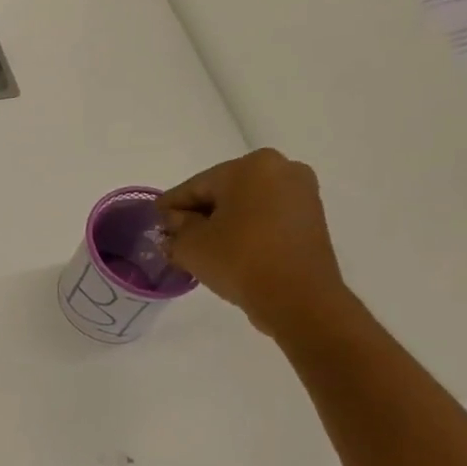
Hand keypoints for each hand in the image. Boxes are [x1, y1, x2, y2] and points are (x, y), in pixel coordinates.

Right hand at [156, 148, 349, 337]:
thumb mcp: (190, 245)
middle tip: (176, 239)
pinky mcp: (312, 217)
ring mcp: (302, 193)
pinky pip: (266, 217)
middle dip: (199, 215)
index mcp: (250, 166)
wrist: (299, 299)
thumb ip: (175, 227)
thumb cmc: (239, 261)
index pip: (195, 186)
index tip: (154, 222)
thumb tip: (176, 222)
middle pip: (223, 191)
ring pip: (246, 205)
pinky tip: (229, 251)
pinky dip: (246, 230)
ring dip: (222, 223)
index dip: (171, 207)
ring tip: (202, 249)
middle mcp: (281, 168)